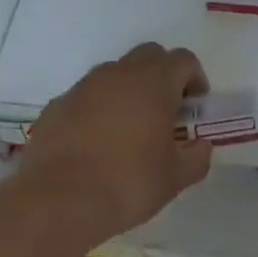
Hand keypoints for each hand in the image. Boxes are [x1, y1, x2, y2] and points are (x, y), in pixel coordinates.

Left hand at [21, 43, 213, 241]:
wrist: (59, 201)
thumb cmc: (128, 183)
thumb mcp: (176, 178)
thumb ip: (196, 157)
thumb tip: (200, 146)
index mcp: (154, 83)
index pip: (183, 60)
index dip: (194, 78)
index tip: (194, 106)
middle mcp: (118, 74)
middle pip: (148, 55)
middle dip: (162, 75)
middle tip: (165, 111)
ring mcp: (83, 87)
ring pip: (114, 72)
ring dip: (128, 89)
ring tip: (129, 128)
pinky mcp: (57, 105)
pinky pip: (85, 96)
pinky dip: (97, 108)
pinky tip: (95, 142)